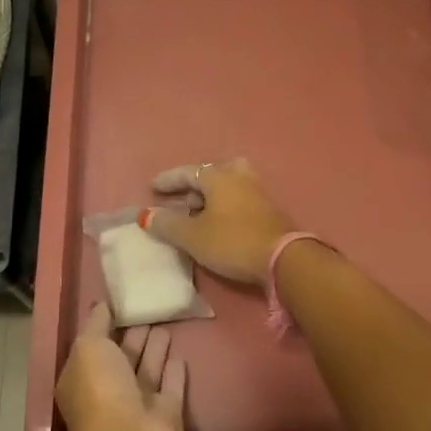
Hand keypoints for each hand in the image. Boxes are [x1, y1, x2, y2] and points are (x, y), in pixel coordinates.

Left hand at [56, 301, 187, 430]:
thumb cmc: (100, 389)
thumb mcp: (89, 346)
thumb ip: (97, 323)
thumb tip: (103, 304)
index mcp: (85, 377)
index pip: (97, 346)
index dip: (107, 325)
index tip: (123, 302)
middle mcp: (110, 391)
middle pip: (125, 357)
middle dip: (135, 335)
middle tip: (149, 308)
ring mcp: (139, 405)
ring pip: (149, 370)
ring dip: (156, 349)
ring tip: (166, 322)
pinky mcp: (167, 415)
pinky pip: (171, 387)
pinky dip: (175, 372)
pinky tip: (181, 354)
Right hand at [142, 158, 294, 286]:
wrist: (284, 258)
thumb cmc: (232, 241)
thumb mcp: (193, 236)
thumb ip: (168, 224)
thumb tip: (146, 215)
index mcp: (219, 176)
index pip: (188, 172)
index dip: (168, 180)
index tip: (152, 188)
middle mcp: (239, 177)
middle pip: (210, 174)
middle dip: (191, 186)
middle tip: (177, 201)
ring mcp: (257, 191)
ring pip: (227, 185)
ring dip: (210, 196)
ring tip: (197, 212)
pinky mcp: (268, 209)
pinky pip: (238, 198)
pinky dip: (223, 205)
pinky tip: (218, 222)